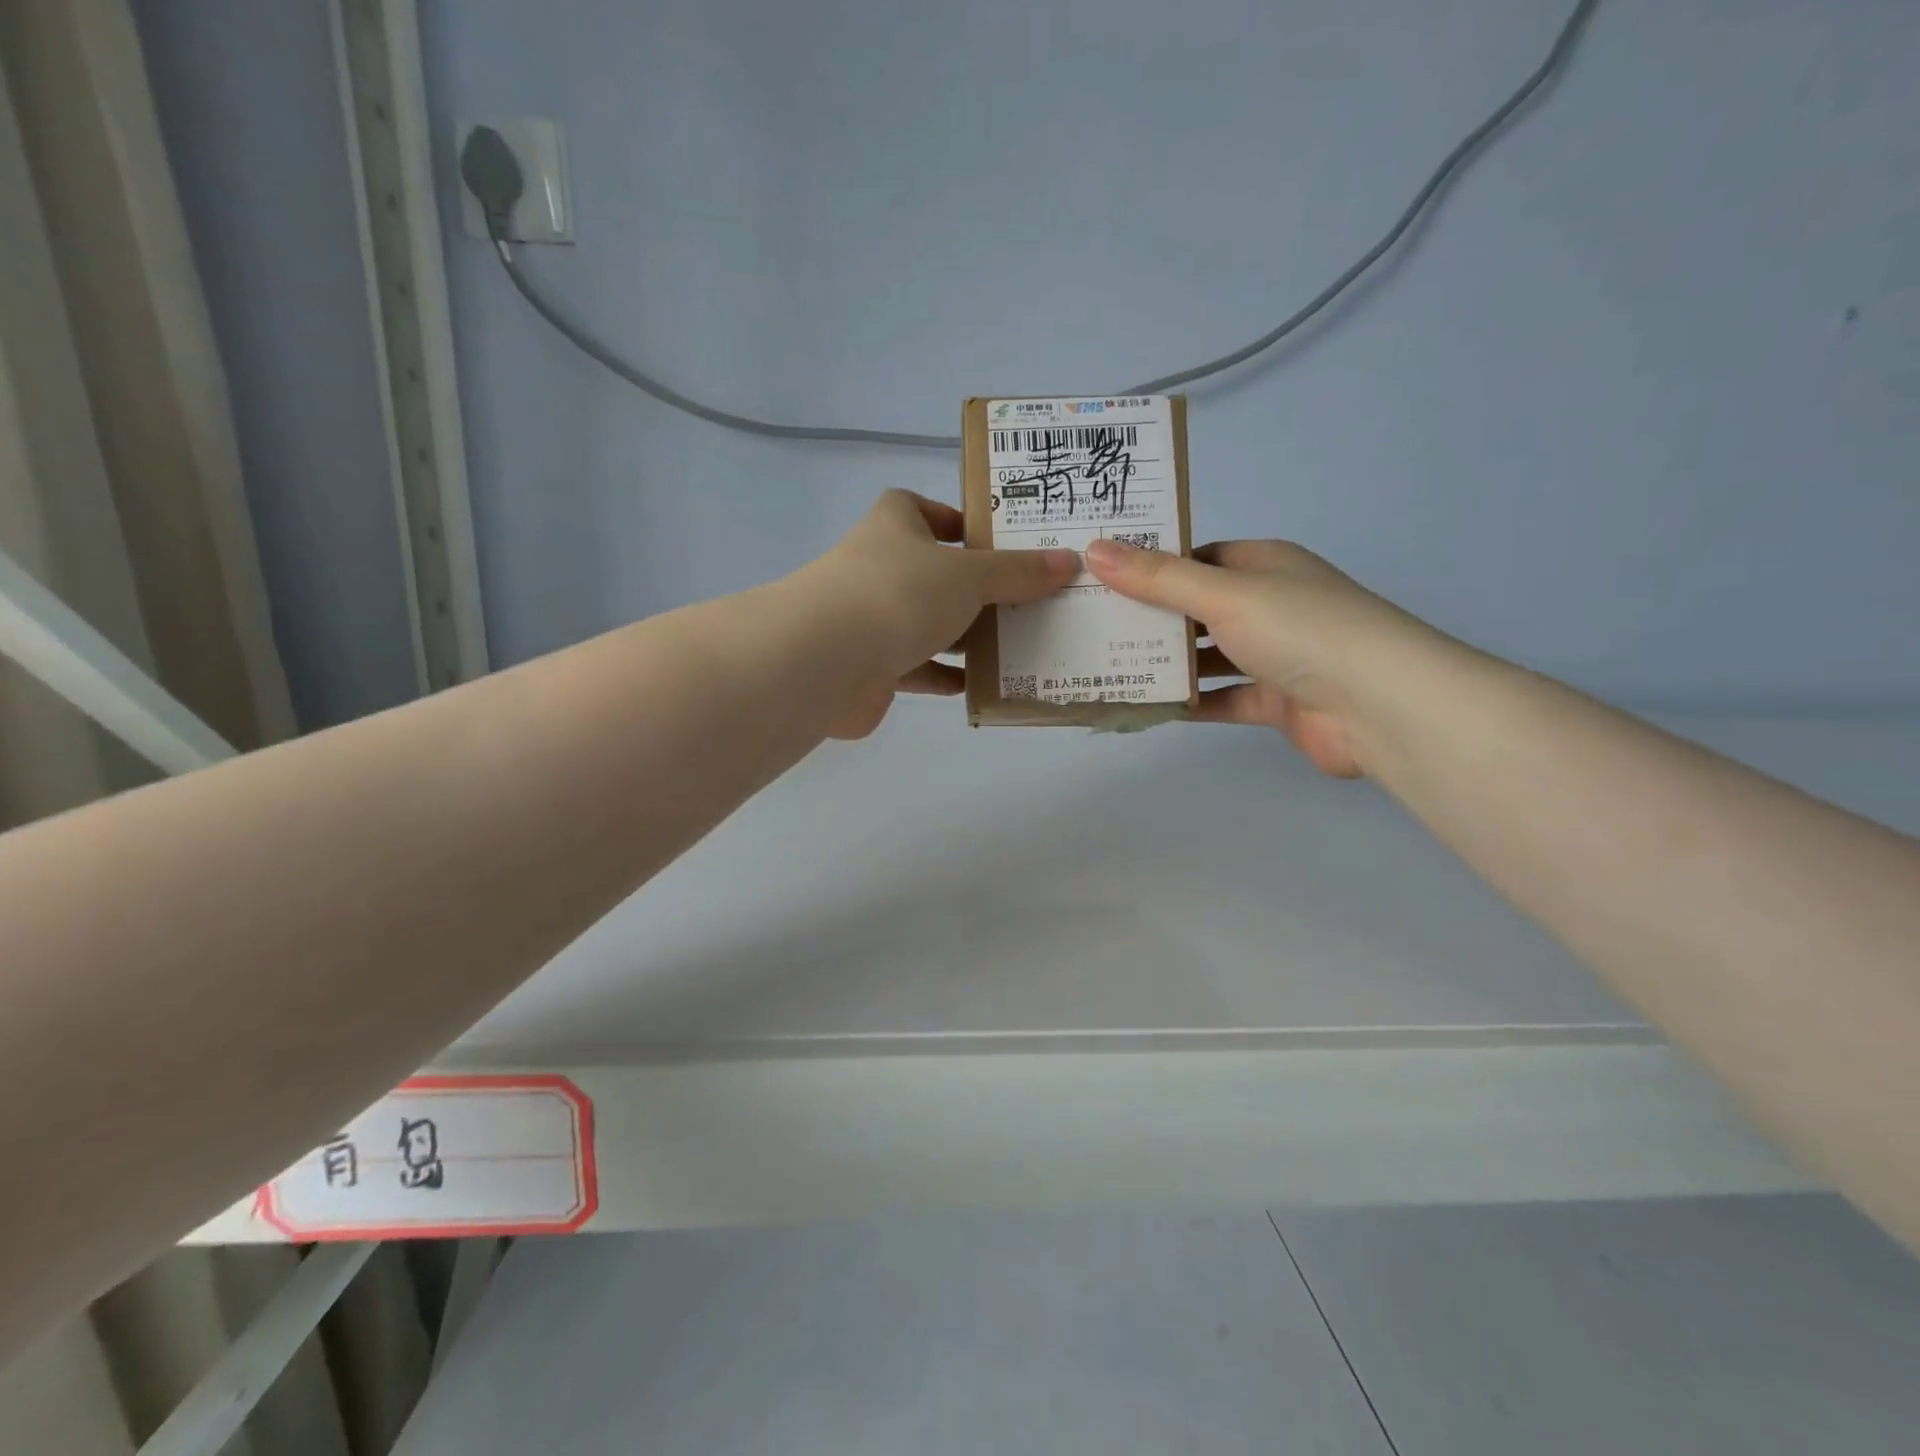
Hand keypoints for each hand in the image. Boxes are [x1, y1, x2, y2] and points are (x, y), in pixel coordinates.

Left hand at [803, 490, 1077, 738]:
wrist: (827, 661)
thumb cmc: (900, 594)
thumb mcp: (969, 576)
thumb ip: (1017, 572)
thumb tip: (1068, 561)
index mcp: (893, 528)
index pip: (916, 508)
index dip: (950, 518)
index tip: (988, 539)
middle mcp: (877, 569)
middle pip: (929, 571)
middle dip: (971, 586)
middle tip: (1022, 599)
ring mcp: (870, 620)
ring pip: (925, 623)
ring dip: (962, 635)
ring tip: (1013, 644)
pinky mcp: (870, 667)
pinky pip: (916, 668)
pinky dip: (944, 676)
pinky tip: (980, 685)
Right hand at [1084, 536, 1452, 777]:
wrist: (1379, 705)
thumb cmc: (1300, 629)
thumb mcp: (1223, 594)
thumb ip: (1158, 578)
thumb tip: (1095, 549)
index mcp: (1264, 565)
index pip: (1199, 558)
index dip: (1152, 566)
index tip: (1102, 579)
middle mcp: (1270, 605)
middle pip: (1199, 608)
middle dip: (1153, 618)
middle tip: (1093, 626)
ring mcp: (1275, 655)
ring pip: (1210, 656)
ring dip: (1169, 663)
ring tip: (1109, 666)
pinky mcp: (1277, 701)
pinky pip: (1224, 698)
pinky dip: (1192, 702)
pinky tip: (1149, 706)